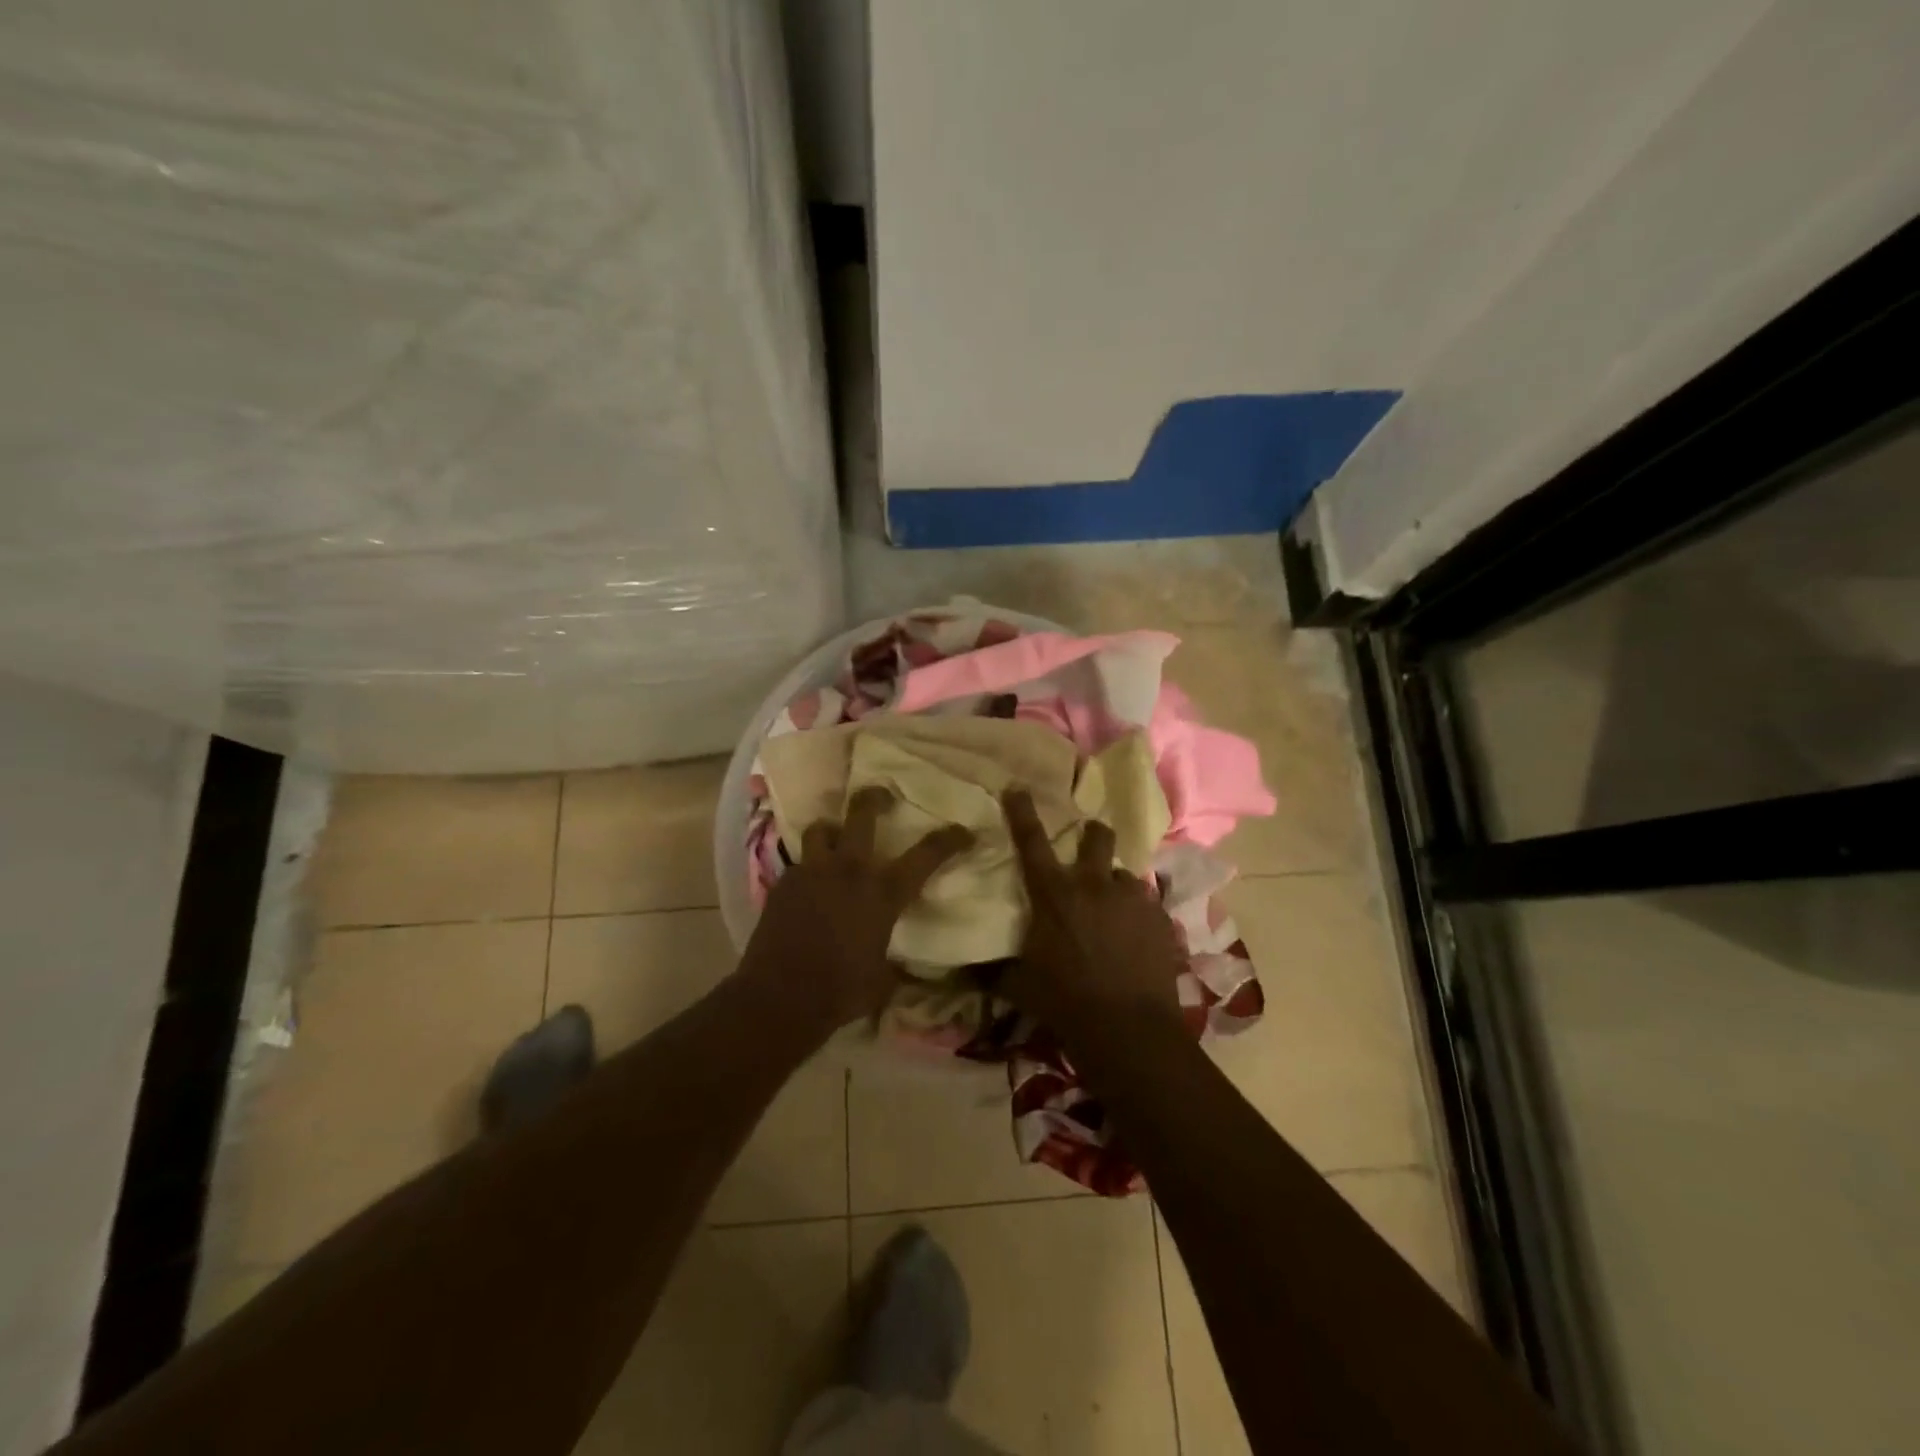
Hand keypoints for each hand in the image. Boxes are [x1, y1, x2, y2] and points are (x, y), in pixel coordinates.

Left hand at [740, 785, 973, 1033]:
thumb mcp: (882, 979)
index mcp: (883, 893)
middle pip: (862, 812)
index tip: (964, 832)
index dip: (950, 839)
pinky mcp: (783, 883)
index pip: (926, 855)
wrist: (780, 997)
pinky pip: (799, 862)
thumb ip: (894, 963)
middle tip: (883, 797)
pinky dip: (809, 867)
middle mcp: (849, 870)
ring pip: (821, 828)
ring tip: (836, 838)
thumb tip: (902, 967)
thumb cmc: (840, 991)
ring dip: (832, 830)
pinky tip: (809, 886)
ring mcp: (812, 872)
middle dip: (875, 798)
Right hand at [1001, 789, 1186, 1044]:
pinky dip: (1137, 917)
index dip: (1022, 812)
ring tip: (1113, 911)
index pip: (1032, 843)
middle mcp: (1095, 886)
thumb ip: (993, 971)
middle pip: (1097, 838)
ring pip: (1124, 876)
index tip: (1018, 787)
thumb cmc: (1064, 1003)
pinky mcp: (1160, 921)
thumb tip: (960, 971)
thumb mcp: (1020, 986)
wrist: (1128, 1030)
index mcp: (1054, 895)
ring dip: (1115, 887)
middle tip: (1088, 843)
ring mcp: (1133, 900)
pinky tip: (1135, 939)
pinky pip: (1147, 907)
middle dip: (1092, 834)